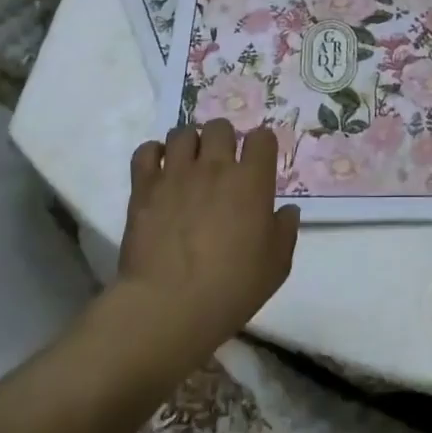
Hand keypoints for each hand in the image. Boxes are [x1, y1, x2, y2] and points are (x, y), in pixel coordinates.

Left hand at [114, 121, 300, 371]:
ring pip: (183, 132)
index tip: (259, 161)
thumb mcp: (276, 266)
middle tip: (221, 163)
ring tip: (189, 164)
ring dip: (189, 144)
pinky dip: (154, 154)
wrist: (169, 306)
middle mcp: (215, 166)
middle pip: (220, 126)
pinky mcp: (144, 187)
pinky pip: (146, 151)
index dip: (261, 145)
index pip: (262, 137)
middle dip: (223, 139)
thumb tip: (287, 210)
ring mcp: (177, 173)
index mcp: (252, 180)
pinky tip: (159, 170)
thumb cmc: (231, 288)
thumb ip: (285, 231)